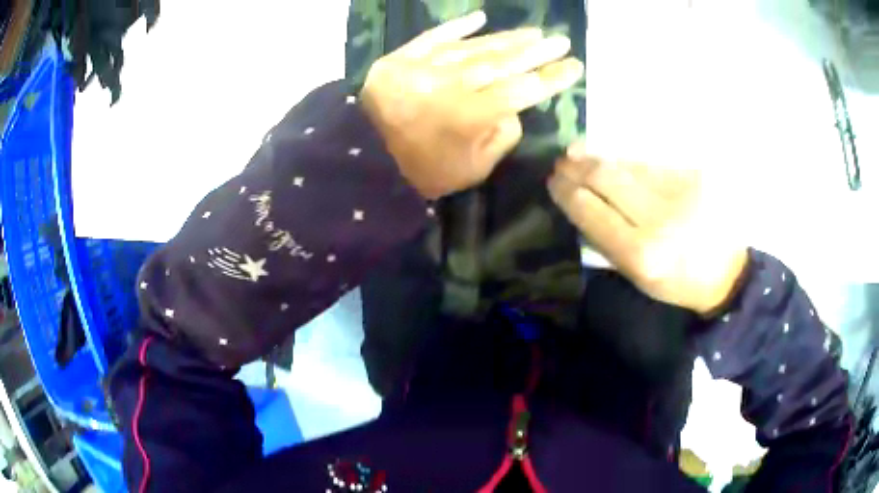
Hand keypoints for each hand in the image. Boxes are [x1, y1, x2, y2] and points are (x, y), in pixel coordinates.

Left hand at [360, 11, 583, 199]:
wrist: (363, 159)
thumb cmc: (421, 171)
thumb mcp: (472, 171)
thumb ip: (501, 137)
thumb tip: (514, 109)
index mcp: (471, 115)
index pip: (523, 89)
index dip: (552, 77)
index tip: (575, 66)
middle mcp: (453, 84)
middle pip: (503, 62)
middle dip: (537, 51)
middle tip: (562, 40)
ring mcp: (426, 66)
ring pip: (476, 47)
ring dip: (507, 38)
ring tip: (534, 31)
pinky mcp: (403, 57)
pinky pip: (434, 37)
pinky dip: (457, 26)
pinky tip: (480, 18)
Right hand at [548, 144, 748, 315]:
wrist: (727, 272)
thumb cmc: (677, 282)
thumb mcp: (636, 276)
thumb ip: (605, 240)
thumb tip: (577, 201)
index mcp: (641, 253)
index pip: (590, 210)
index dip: (566, 191)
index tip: (553, 180)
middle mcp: (660, 219)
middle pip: (606, 176)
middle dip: (577, 165)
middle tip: (562, 160)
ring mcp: (681, 191)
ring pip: (629, 164)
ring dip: (600, 158)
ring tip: (580, 154)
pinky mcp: (696, 174)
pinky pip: (653, 163)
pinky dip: (631, 163)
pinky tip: (619, 163)